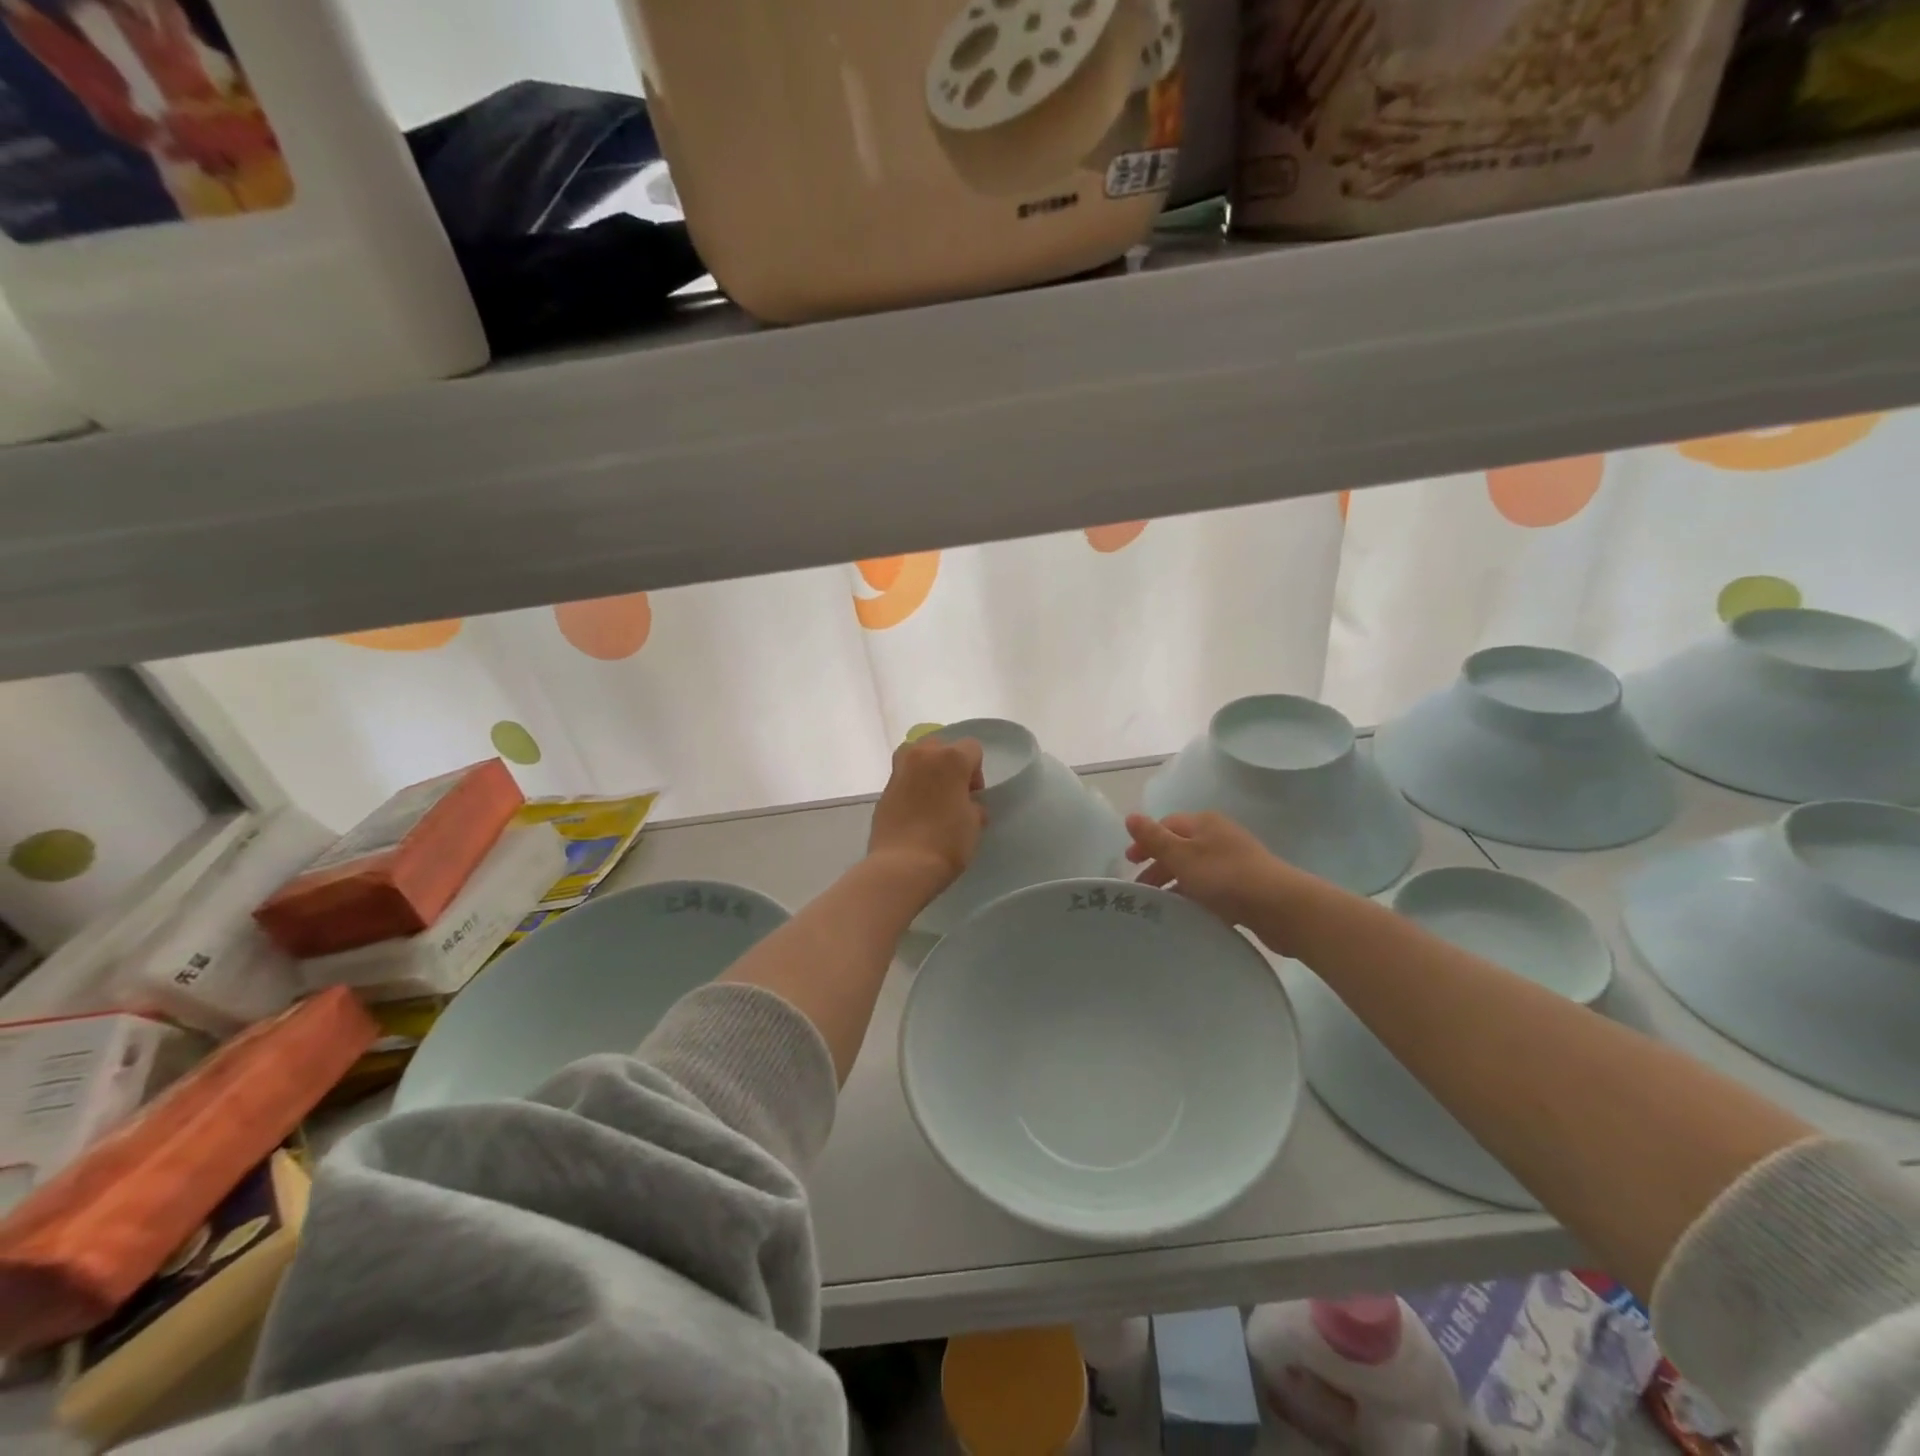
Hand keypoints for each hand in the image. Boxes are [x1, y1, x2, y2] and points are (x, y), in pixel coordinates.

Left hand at [868, 737, 987, 894]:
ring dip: (927, 770)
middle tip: (954, 794)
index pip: (972, 748)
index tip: (973, 796)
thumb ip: (973, 805)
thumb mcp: (974, 824)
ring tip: (933, 799)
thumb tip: (968, 804)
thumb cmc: (947, 842)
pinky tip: (916, 811)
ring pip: (917, 756)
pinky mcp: (883, 789)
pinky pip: (903, 777)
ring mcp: (899, 770)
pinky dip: (911, 786)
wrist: (902, 865)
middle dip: (950, 765)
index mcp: (951, 758)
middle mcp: (923, 755)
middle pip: (941, 746)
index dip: (976, 771)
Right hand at [1125, 811, 1315, 951]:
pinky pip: (1214, 890)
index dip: (1146, 841)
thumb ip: (1154, 838)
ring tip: (1161, 909)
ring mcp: (1236, 863)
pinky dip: (1197, 899)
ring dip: (1177, 886)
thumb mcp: (1182, 856)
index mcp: (1204, 824)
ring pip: (1196, 871)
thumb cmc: (1225, 876)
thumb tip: (1130, 816)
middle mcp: (1220, 838)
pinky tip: (1189, 917)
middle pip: (1181, 848)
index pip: (1167, 825)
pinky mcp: (1247, 887)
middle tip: (1141, 891)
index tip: (1129, 863)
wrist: (1281, 907)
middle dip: (1159, 867)